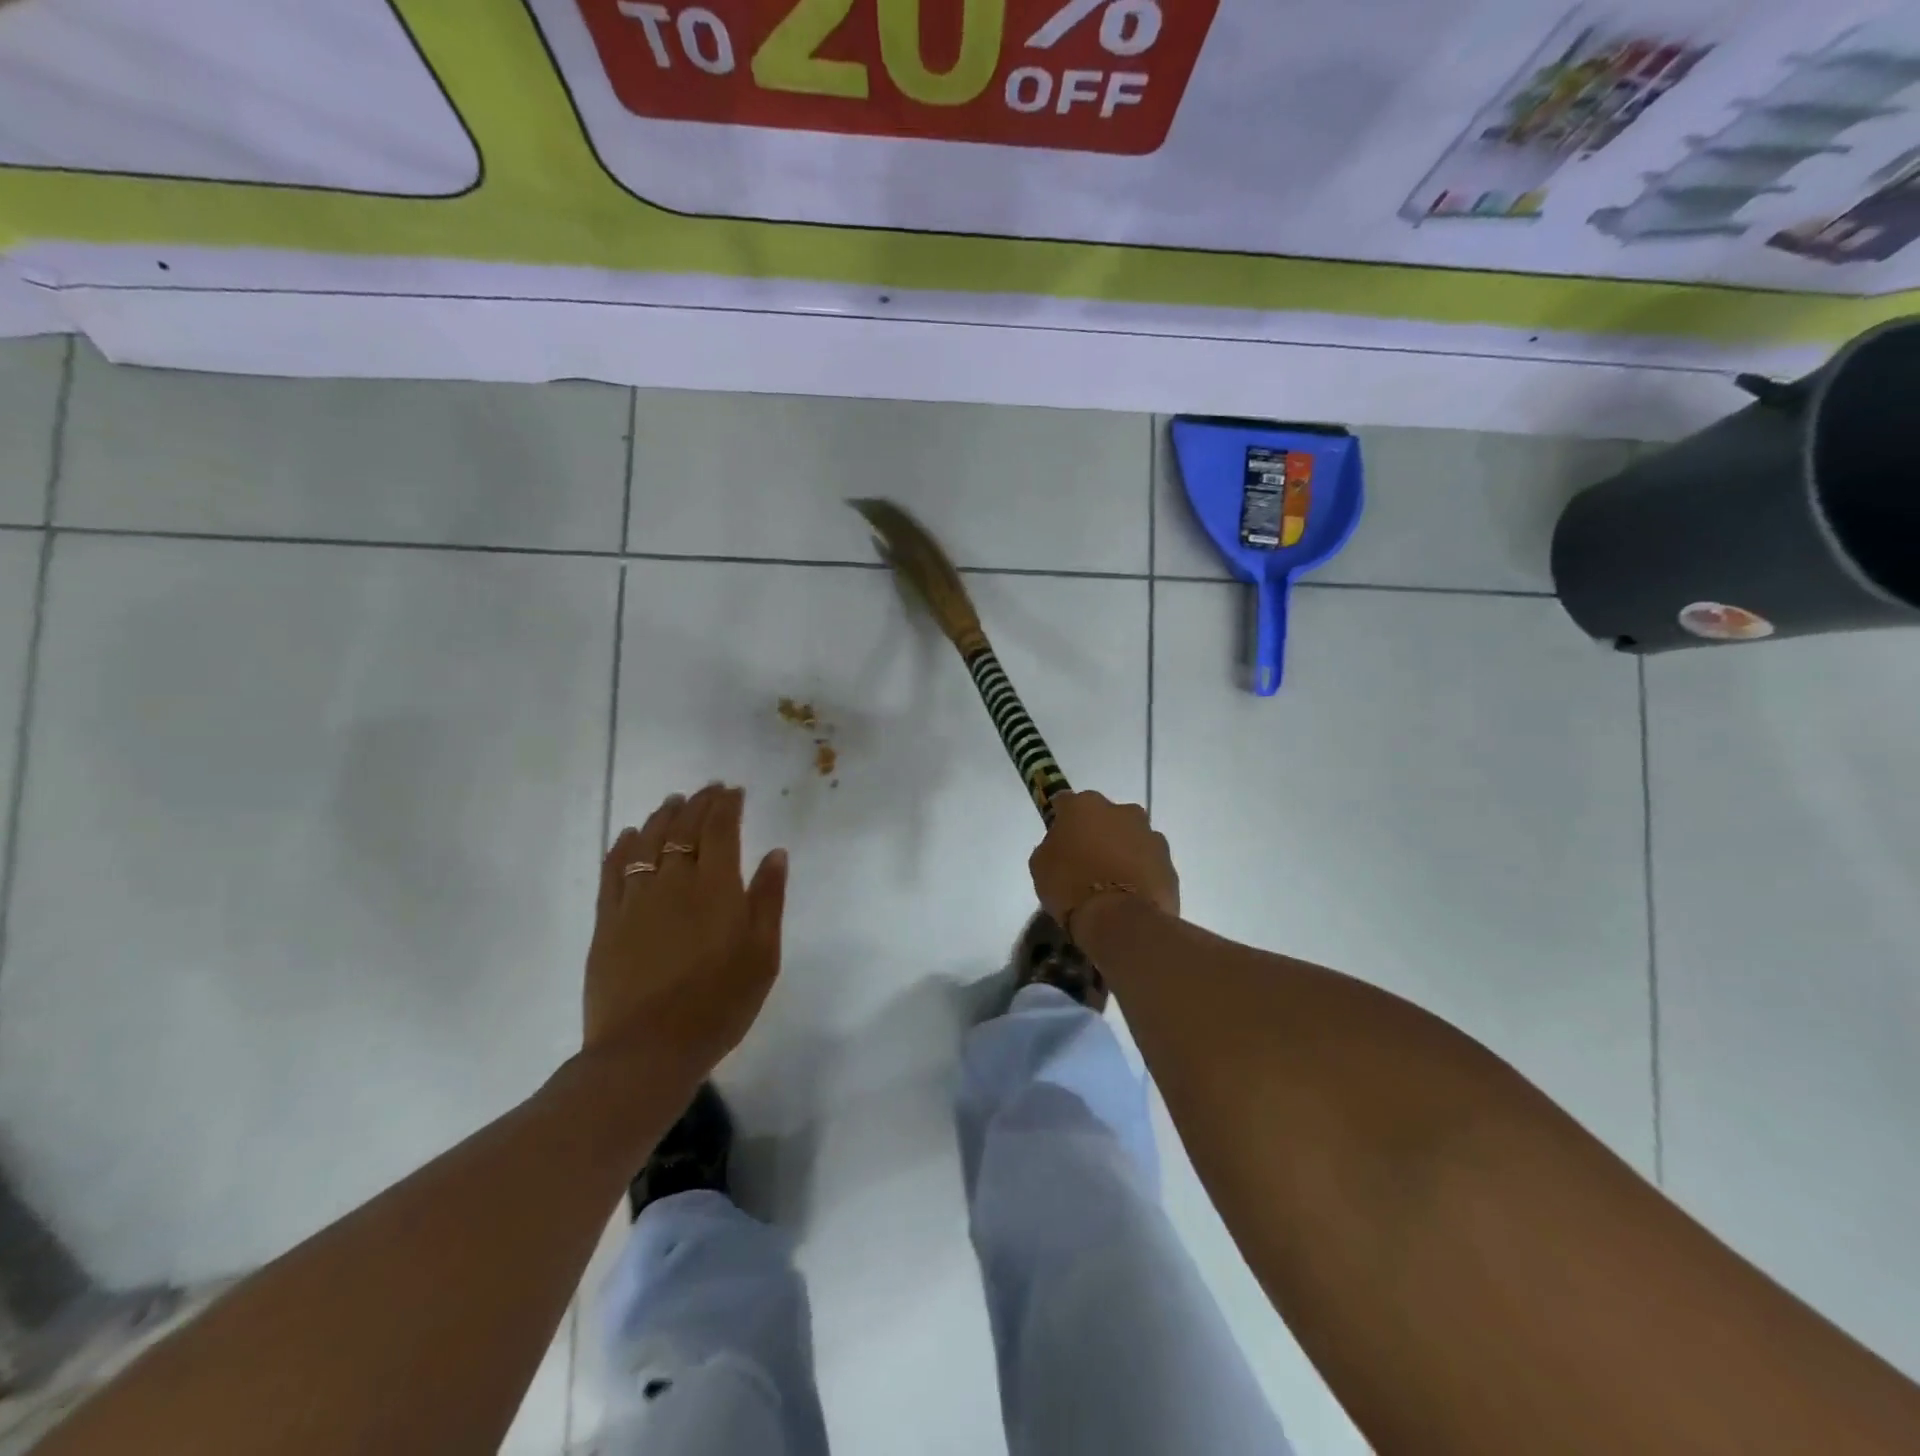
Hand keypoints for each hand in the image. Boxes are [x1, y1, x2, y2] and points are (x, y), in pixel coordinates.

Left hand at [584, 784, 788, 1083]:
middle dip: (698, 804)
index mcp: (717, 888)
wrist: (649, 1051)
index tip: (734, 792)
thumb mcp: (763, 955)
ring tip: (673, 802)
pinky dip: (623, 846)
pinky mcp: (607, 922)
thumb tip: (775, 853)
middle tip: (708, 790)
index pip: (720, 829)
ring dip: (663, 817)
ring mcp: (635, 900)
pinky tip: (629, 835)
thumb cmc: (720, 1004)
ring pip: (648, 842)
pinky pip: (613, 871)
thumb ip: (768, 900)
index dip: (727, 805)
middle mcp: (674, 882)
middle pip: (684, 829)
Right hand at [1029, 790, 1179, 932]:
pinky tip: (1129, 895)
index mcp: (1084, 805)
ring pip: (1131, 838)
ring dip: (1122, 851)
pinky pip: (1148, 863)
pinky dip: (1139, 872)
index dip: (1060, 819)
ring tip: (1110, 882)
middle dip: (1097, 832)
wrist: (1120, 920)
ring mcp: (1150, 835)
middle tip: (1085, 860)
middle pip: (1105, 817)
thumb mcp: (1040, 866)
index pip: (1066, 802)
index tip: (1057, 838)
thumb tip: (1061, 846)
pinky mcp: (1169, 862)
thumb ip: (1051, 846)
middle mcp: (1121, 811)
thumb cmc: (1071, 886)